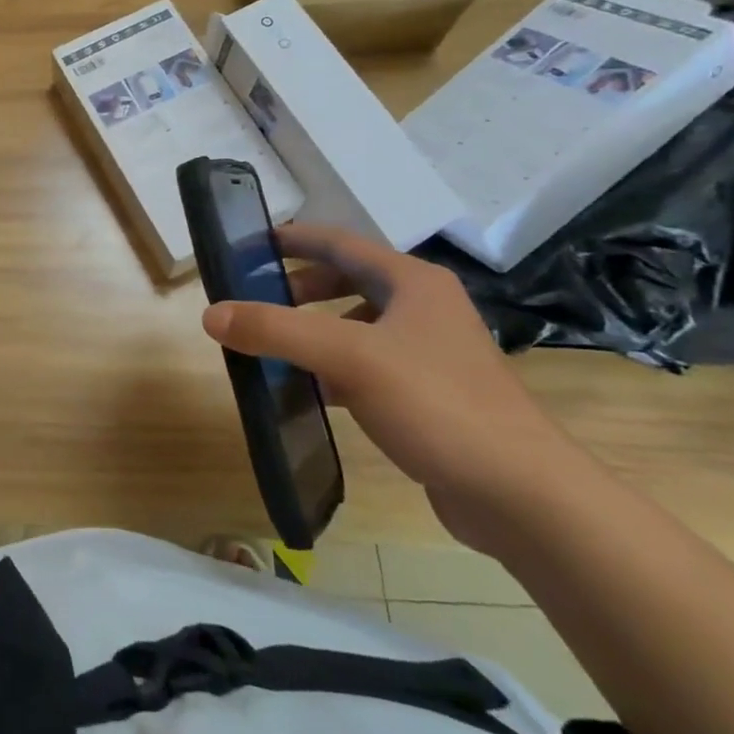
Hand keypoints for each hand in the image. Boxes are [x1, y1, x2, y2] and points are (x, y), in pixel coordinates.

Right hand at [200, 223, 583, 550]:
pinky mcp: (430, 395)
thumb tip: (211, 314)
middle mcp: (424, 308)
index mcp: (412, 282)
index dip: (294, 238)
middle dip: (299, 288)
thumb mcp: (348, 357)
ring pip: (357, 326)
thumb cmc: (437, 404)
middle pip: (348, 282)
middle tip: (255, 300)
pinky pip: (367, 366)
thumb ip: (275, 331)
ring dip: (314, 329)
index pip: (340, 242)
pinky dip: (333, 369)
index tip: (249, 244)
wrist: (522, 495)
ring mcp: (430, 353)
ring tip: (273, 345)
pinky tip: (309, 391)